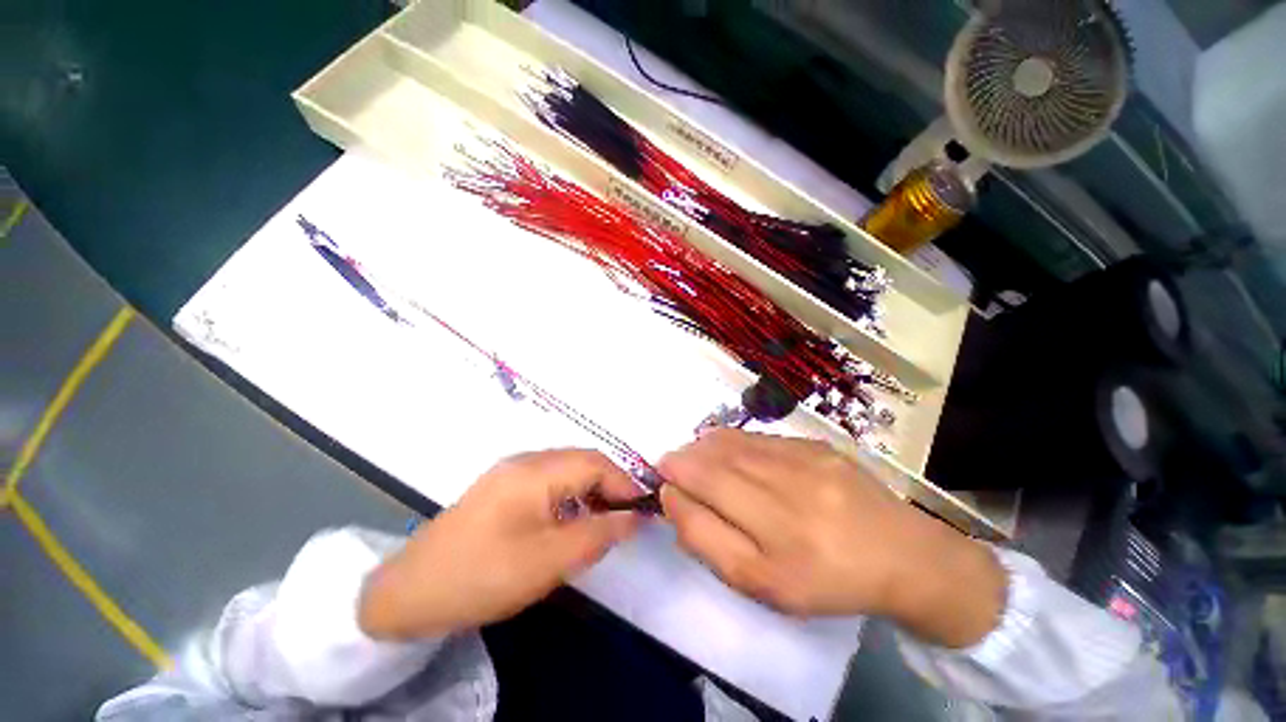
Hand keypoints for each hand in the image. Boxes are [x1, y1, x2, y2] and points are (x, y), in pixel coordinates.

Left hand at [359, 450, 641, 640]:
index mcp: (536, 471)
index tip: (644, 510)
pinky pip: (549, 480)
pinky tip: (570, 518)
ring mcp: (511, 471)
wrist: (408, 593)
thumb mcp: (548, 561)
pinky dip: (570, 494)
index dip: (624, 483)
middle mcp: (525, 460)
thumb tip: (634, 518)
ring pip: (566, 468)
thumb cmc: (482, 575)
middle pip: (582, 460)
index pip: (596, 463)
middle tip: (626, 516)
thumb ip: (598, 535)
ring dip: (590, 488)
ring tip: (603, 519)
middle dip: (610, 484)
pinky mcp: (502, 486)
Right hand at [658, 430, 1005, 647]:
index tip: (660, 478)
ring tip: (694, 455)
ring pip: (734, 442)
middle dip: (684, 457)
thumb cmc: (826, 580)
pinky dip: (732, 441)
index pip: (706, 490)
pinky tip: (729, 452)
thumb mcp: (762, 584)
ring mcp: (805, 459)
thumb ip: (709, 542)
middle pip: (716, 460)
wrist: (901, 555)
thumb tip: (675, 499)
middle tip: (671, 463)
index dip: (676, 478)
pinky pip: (758, 438)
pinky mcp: (816, 444)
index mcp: (777, 537)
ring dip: (704, 446)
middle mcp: (789, 489)